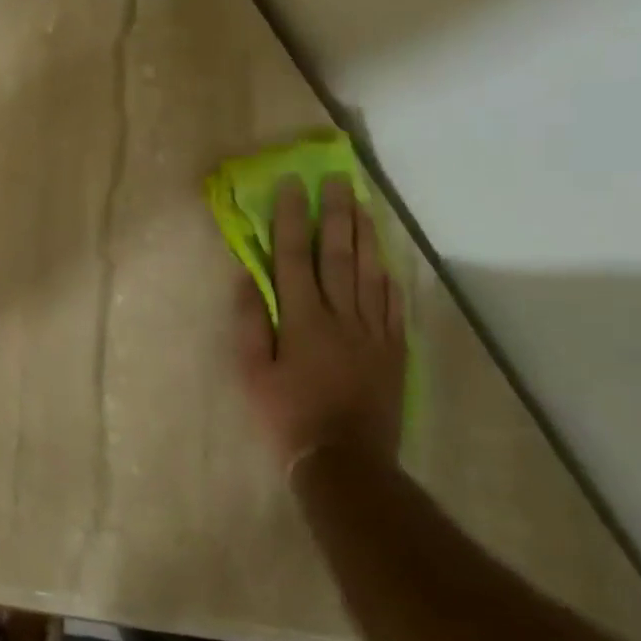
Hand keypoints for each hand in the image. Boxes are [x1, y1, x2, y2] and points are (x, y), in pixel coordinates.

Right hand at [232, 175, 405, 476]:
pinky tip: (385, 260)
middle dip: (336, 214)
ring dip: (365, 236)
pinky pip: (392, 306)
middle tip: (338, 180)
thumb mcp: (252, 371)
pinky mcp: (393, 351)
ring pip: (370, 274)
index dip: (292, 219)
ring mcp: (373, 333)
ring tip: (363, 205)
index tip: (292, 187)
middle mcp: (341, 316)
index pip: (295, 257)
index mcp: (302, 319)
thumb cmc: (286, 415)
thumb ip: (250, 322)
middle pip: (338, 256)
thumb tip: (248, 278)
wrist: (345, 460)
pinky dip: (388, 278)